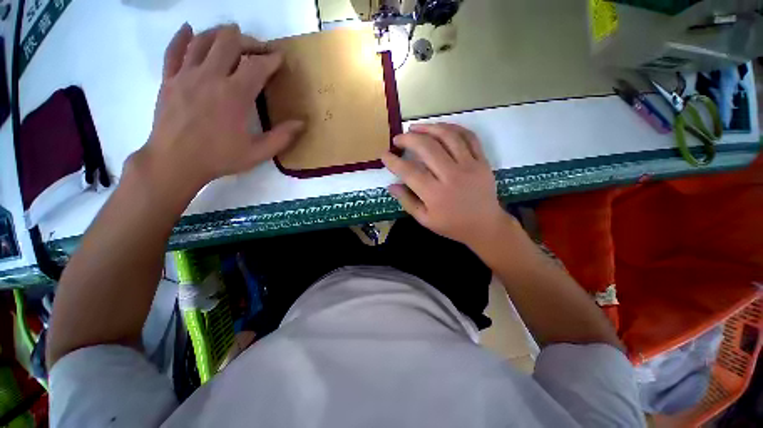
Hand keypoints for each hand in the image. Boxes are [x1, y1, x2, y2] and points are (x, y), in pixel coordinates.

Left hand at [136, 23, 303, 192]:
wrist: (175, 162)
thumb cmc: (219, 158)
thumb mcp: (258, 153)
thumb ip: (282, 137)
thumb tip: (302, 123)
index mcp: (235, 95)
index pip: (257, 66)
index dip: (271, 59)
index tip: (280, 57)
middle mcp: (210, 77)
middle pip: (229, 42)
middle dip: (248, 41)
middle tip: (258, 49)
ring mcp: (186, 75)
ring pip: (203, 40)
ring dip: (220, 34)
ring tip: (231, 35)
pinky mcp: (169, 79)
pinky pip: (174, 50)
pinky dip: (183, 37)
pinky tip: (190, 30)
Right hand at [382, 123, 512, 247]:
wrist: (485, 226)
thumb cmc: (452, 225)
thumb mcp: (425, 220)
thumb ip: (407, 201)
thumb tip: (391, 185)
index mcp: (435, 194)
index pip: (409, 171)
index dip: (394, 161)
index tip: (385, 155)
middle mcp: (451, 176)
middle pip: (427, 148)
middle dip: (408, 139)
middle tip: (398, 139)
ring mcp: (469, 166)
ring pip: (448, 137)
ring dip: (428, 128)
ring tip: (415, 128)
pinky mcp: (482, 160)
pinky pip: (469, 137)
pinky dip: (453, 128)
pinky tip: (440, 127)